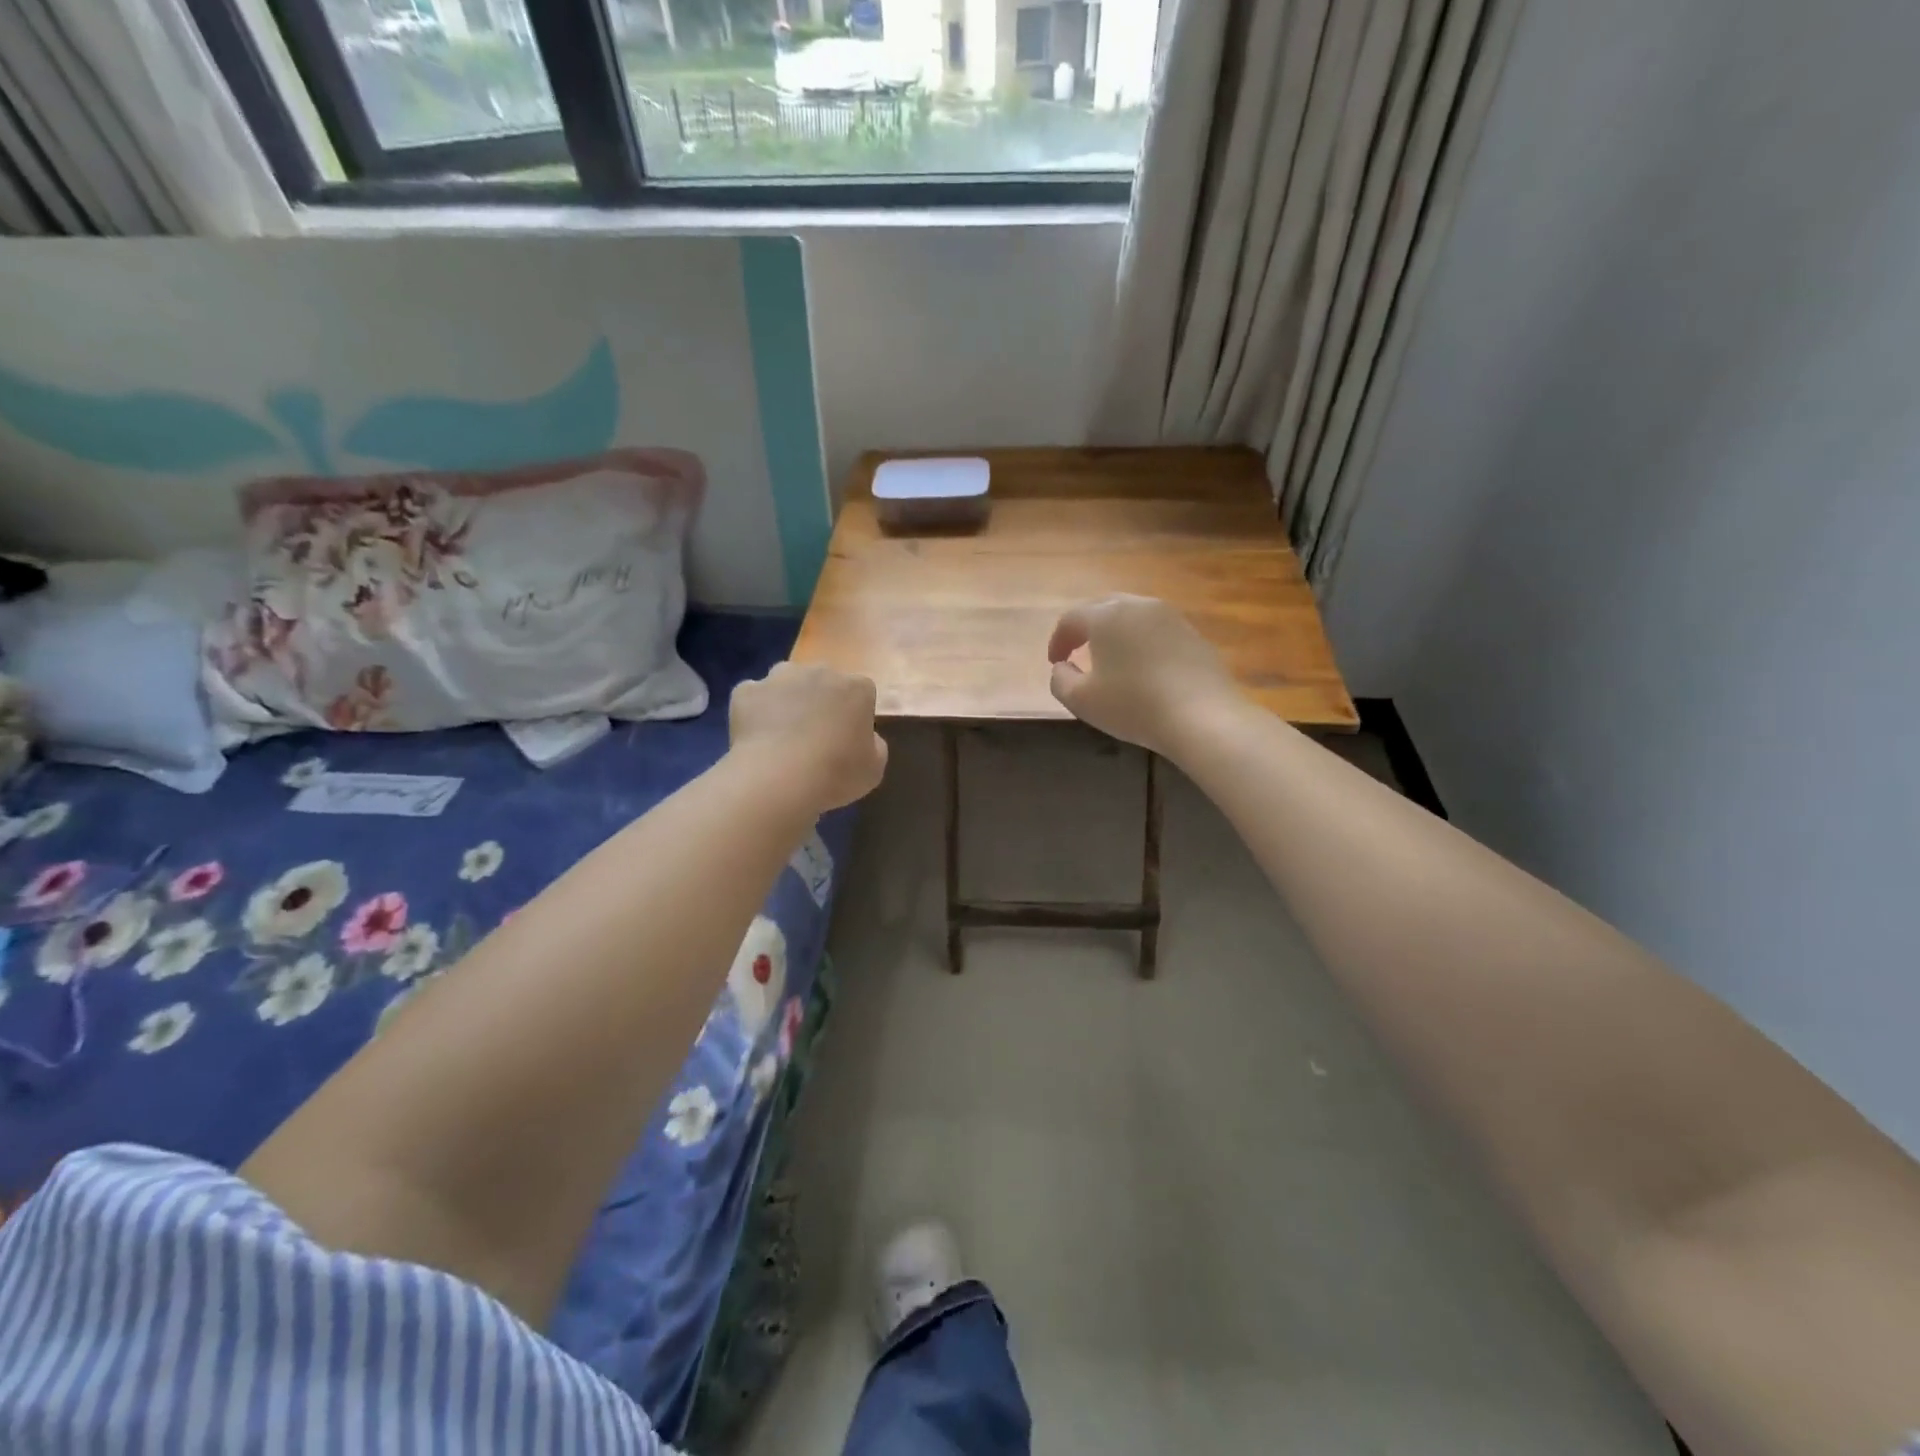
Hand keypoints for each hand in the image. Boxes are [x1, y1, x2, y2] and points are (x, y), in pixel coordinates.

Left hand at [730, 662, 887, 811]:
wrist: (779, 778)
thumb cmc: (836, 773)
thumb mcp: (874, 768)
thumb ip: (874, 745)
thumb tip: (865, 738)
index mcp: (857, 687)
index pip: (861, 693)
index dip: (853, 715)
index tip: (847, 739)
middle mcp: (820, 671)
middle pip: (822, 681)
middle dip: (820, 702)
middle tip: (814, 737)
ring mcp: (780, 677)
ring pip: (786, 683)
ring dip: (786, 701)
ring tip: (782, 736)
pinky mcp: (746, 691)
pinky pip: (753, 697)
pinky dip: (754, 712)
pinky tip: (756, 738)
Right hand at [1047, 595, 1239, 756]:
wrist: (1202, 716)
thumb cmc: (1133, 705)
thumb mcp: (1081, 701)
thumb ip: (1060, 680)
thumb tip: (1062, 667)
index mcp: (1106, 616)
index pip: (1071, 618)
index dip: (1058, 640)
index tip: (1055, 662)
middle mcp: (1138, 605)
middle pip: (1103, 607)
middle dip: (1086, 627)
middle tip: (1078, 650)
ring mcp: (1171, 617)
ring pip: (1133, 616)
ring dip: (1116, 632)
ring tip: (1111, 657)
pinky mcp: (1193, 634)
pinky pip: (1157, 631)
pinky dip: (1142, 642)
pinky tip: (1143, 668)